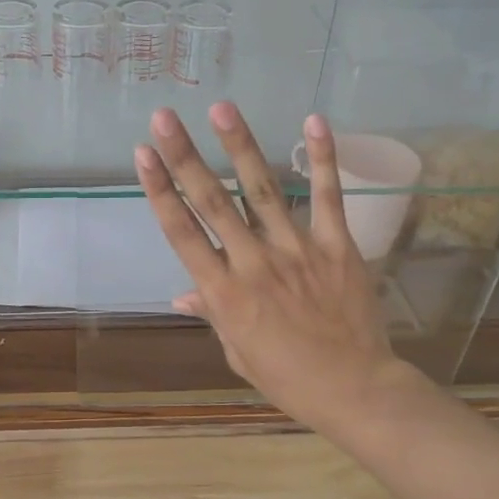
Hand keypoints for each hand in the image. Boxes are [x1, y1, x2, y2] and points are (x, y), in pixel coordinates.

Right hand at [135, 104, 420, 441]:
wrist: (354, 390)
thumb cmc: (288, 377)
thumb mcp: (237, 352)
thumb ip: (213, 313)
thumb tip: (182, 293)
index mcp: (224, 293)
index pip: (183, 232)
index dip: (161, 190)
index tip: (143, 154)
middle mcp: (253, 263)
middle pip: (213, 202)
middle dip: (185, 157)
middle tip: (164, 117)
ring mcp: (296, 251)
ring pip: (262, 190)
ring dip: (240, 146)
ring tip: (222, 108)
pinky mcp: (336, 246)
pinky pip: (328, 198)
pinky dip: (322, 159)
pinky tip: (313, 122)